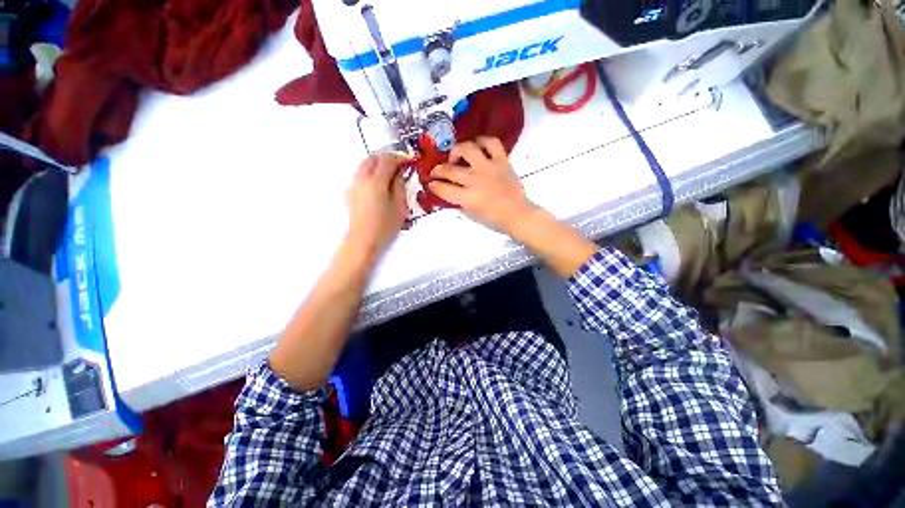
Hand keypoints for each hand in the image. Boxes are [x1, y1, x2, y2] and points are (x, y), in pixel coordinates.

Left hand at [344, 153, 408, 260]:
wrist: (363, 240)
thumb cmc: (385, 226)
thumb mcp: (399, 206)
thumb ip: (399, 186)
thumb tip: (398, 173)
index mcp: (376, 181)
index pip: (387, 161)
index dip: (399, 158)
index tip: (408, 161)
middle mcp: (362, 179)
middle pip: (372, 158)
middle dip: (386, 158)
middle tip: (399, 166)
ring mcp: (354, 185)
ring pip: (364, 165)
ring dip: (377, 165)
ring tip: (389, 175)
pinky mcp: (350, 193)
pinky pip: (360, 176)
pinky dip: (370, 174)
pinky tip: (378, 186)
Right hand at [428, 137, 537, 235]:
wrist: (518, 215)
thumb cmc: (494, 219)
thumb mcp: (471, 215)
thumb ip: (458, 202)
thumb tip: (448, 191)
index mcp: (468, 198)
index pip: (443, 188)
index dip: (433, 186)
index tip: (431, 184)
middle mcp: (476, 180)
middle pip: (450, 169)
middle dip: (438, 170)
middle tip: (437, 172)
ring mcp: (489, 167)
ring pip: (467, 149)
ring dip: (456, 151)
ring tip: (456, 157)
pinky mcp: (502, 160)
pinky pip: (491, 143)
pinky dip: (482, 141)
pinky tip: (477, 146)